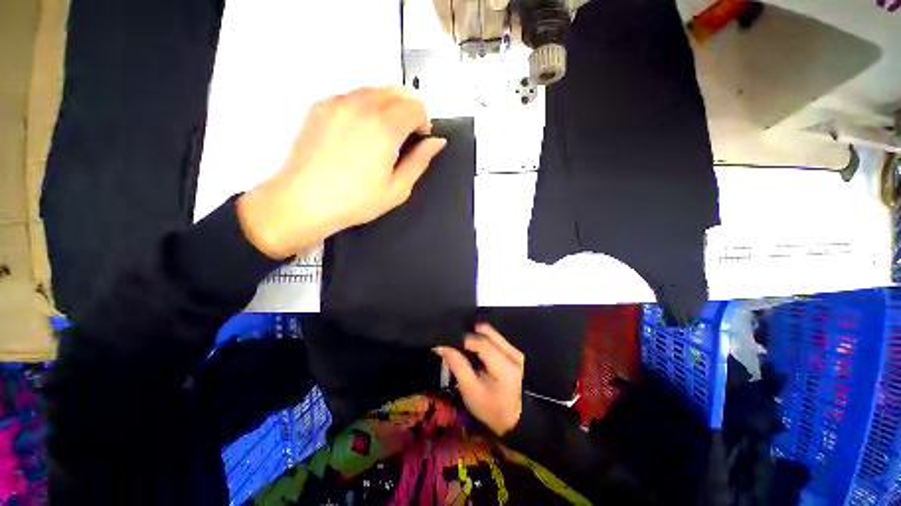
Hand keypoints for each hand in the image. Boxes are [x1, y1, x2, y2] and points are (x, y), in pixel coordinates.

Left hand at [237, 87, 446, 258]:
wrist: (303, 201)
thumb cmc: (355, 201)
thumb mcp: (397, 189)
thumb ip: (420, 161)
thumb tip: (437, 142)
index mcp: (384, 127)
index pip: (416, 105)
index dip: (424, 122)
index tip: (419, 140)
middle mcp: (361, 105)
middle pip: (397, 91)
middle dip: (408, 111)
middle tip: (403, 138)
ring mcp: (338, 102)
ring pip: (375, 89)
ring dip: (387, 107)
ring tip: (381, 136)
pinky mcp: (321, 105)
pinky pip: (353, 94)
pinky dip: (365, 106)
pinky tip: (359, 132)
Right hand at [435, 324, 524, 435]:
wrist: (517, 419)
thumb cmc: (491, 409)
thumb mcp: (471, 391)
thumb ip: (458, 365)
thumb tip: (442, 346)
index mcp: (505, 366)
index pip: (482, 342)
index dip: (463, 339)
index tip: (448, 343)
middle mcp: (513, 353)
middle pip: (487, 333)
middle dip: (469, 334)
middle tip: (456, 343)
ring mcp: (516, 351)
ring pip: (492, 333)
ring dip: (476, 336)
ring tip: (464, 347)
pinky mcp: (515, 351)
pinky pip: (496, 338)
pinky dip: (484, 339)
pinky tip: (475, 350)